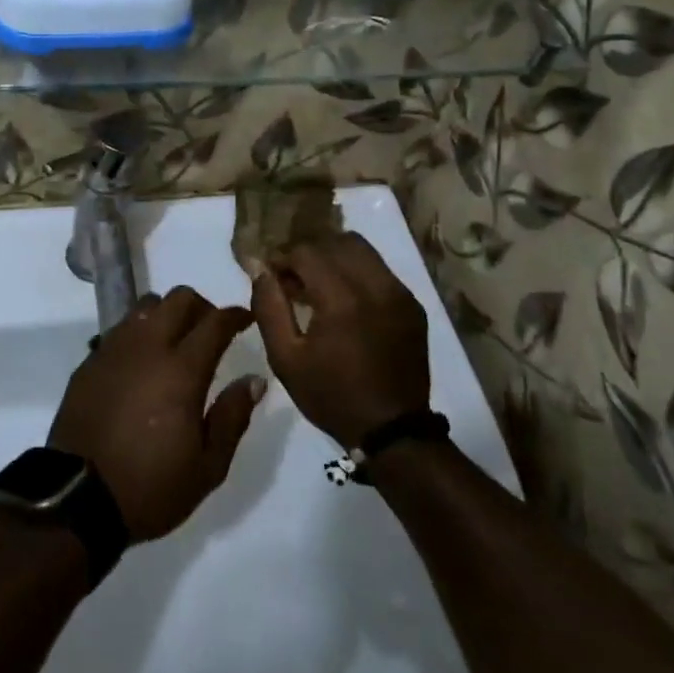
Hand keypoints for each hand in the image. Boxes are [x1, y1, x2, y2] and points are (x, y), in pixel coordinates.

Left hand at [50, 288, 265, 542]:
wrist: (77, 499)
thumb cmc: (150, 486)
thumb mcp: (207, 467)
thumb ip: (232, 417)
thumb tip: (254, 380)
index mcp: (181, 370)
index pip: (215, 322)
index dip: (236, 315)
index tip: (248, 319)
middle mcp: (147, 346)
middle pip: (179, 298)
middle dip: (202, 307)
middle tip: (212, 331)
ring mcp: (114, 348)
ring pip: (146, 306)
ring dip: (167, 314)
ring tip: (175, 343)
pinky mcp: (90, 360)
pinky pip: (120, 328)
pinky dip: (139, 332)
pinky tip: (142, 362)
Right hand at [252, 234, 429, 449]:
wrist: (393, 431)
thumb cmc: (331, 395)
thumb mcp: (285, 358)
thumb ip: (269, 307)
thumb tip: (260, 269)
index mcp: (342, 298)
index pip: (307, 252)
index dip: (284, 259)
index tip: (273, 277)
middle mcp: (376, 285)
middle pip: (337, 241)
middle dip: (311, 253)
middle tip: (295, 278)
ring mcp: (399, 293)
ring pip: (362, 250)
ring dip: (335, 258)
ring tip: (320, 286)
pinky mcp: (412, 305)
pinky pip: (380, 271)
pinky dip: (357, 274)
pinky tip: (346, 301)